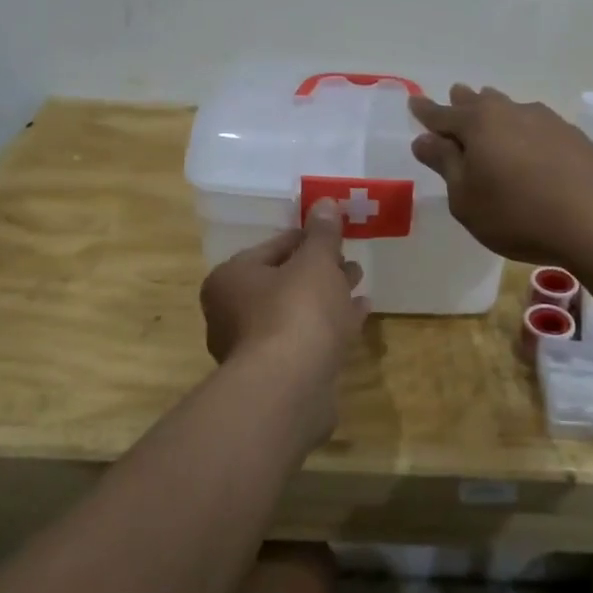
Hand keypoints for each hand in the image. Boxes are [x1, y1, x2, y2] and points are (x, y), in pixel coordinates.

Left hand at [200, 198, 369, 389]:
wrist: (289, 388)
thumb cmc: (296, 311)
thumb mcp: (315, 262)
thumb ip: (322, 234)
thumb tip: (325, 203)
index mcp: (232, 278)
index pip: (274, 247)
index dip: (307, 238)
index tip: (336, 234)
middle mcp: (233, 312)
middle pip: (284, 280)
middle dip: (320, 269)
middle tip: (350, 260)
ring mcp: (254, 347)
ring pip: (297, 311)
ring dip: (328, 296)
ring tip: (360, 282)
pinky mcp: (277, 374)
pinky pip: (307, 338)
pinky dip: (331, 324)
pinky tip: (361, 313)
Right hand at [410, 85, 592, 265]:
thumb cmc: (518, 214)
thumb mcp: (467, 199)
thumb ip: (445, 165)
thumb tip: (424, 140)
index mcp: (478, 125)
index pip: (443, 115)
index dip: (426, 112)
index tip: (414, 103)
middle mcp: (512, 112)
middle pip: (480, 103)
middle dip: (463, 102)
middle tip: (455, 93)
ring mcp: (547, 121)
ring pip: (511, 109)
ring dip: (496, 109)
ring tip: (490, 106)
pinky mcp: (574, 137)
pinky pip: (536, 125)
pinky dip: (524, 129)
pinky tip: (529, 140)